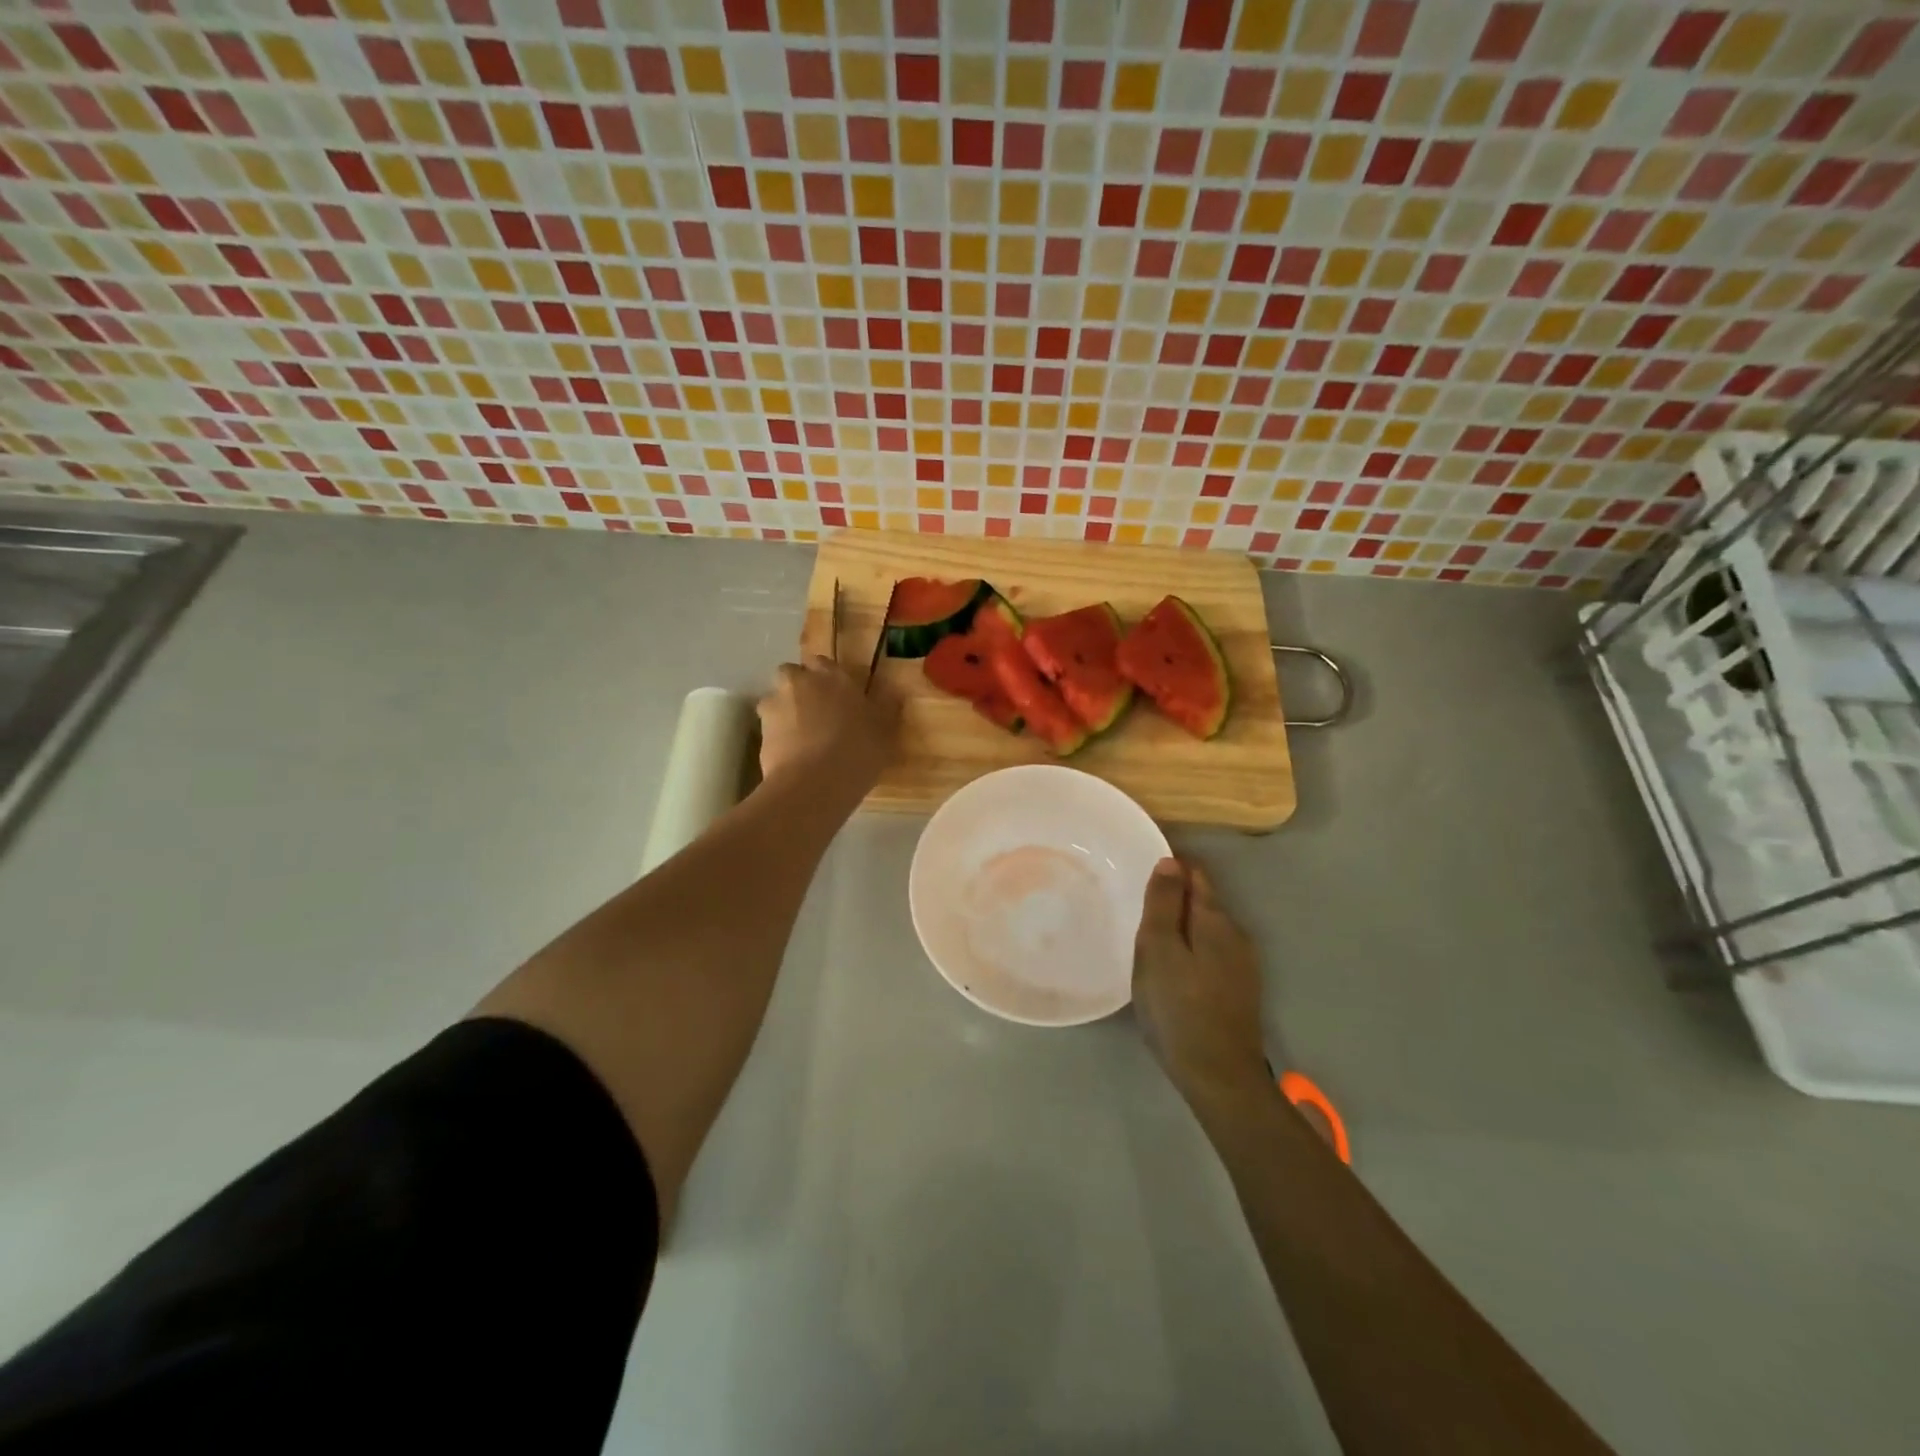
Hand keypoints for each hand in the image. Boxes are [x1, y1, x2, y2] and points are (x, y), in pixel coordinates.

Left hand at [756, 656, 894, 799]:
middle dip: (800, 688)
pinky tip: (793, 756)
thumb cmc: (858, 751)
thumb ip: (886, 707)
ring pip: (776, 700)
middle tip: (817, 712)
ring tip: (802, 737)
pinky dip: (778, 736)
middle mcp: (799, 682)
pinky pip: (769, 728)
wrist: (814, 783)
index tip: (838, 695)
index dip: (828, 678)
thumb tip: (893, 691)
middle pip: (793, 675)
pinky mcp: (760, 732)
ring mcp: (775, 706)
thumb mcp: (886, 731)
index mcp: (832, 675)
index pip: (823, 662)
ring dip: (785, 711)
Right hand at [1132, 856, 1269, 1105]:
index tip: (1141, 871)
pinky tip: (1172, 968)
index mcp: (1215, 920)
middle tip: (1137, 905)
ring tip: (1149, 936)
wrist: (1219, 1077)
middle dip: (1175, 898)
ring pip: (1207, 930)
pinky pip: (1211, 954)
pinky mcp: (1239, 992)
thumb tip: (1170, 861)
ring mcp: (1242, 966)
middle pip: (1203, 902)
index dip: (1170, 868)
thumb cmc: (1179, 1008)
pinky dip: (1191, 950)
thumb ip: (1163, 904)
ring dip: (1182, 926)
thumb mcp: (1158, 950)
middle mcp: (1236, 936)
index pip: (1195, 875)